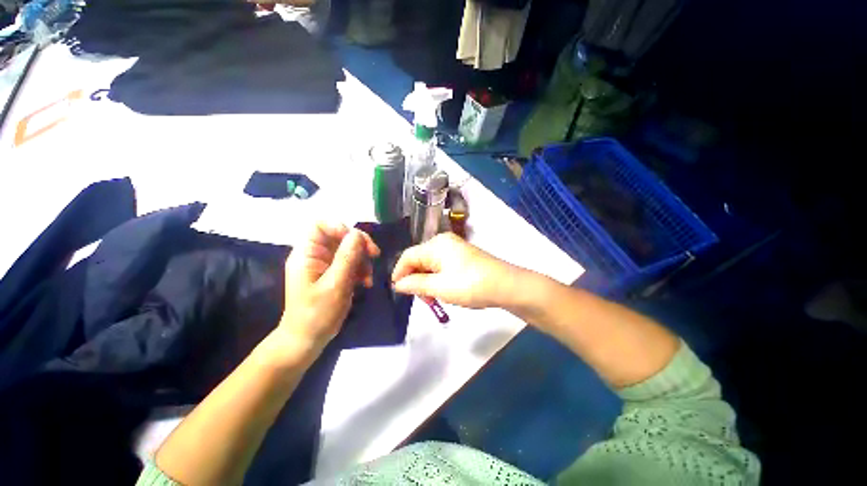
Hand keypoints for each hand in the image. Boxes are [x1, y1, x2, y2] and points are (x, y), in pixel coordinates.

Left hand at [278, 222, 379, 352]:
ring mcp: (325, 265)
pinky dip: (361, 270)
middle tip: (375, 255)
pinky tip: (366, 283)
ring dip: (363, 260)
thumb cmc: (316, 314)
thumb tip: (357, 233)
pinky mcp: (334, 274)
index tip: (358, 241)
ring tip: (368, 277)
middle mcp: (315, 255)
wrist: (307, 340)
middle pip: (340, 236)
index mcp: (307, 254)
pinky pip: (351, 263)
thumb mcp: (334, 285)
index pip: (320, 226)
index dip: (340, 227)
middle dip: (359, 245)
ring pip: (349, 250)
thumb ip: (346, 258)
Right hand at [391, 233, 520, 308]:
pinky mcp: (461, 256)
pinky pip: (441, 266)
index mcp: (436, 244)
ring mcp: (454, 248)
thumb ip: (415, 284)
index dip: (399, 273)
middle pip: (419, 259)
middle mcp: (443, 242)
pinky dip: (438, 279)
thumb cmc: (470, 285)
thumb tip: (398, 284)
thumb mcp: (440, 287)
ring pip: (430, 264)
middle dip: (415, 279)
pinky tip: (443, 291)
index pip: (408, 256)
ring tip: (434, 298)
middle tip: (422, 299)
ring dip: (427, 281)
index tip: (396, 291)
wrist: (506, 285)